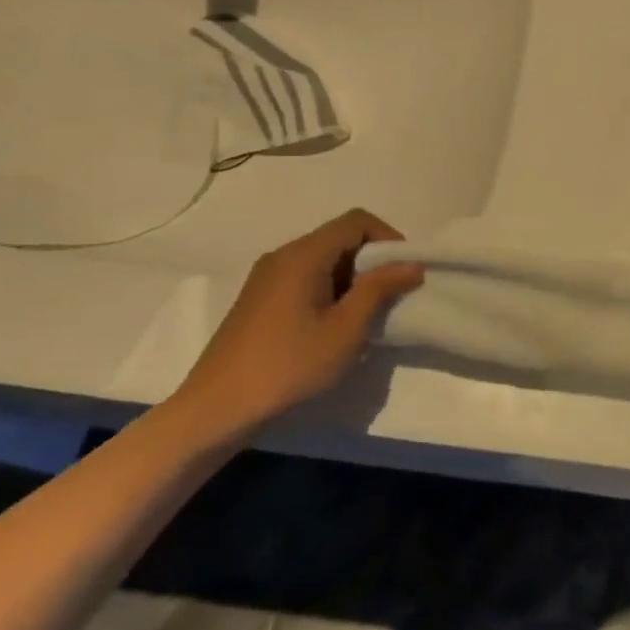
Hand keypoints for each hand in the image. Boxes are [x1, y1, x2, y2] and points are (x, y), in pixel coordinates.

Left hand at [168, 209, 423, 442]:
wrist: (218, 408)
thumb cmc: (289, 366)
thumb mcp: (346, 329)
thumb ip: (379, 289)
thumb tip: (411, 264)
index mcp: (303, 255)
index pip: (356, 221)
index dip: (388, 237)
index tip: (406, 271)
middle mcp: (283, 255)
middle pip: (339, 237)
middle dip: (373, 260)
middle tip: (392, 295)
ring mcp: (267, 277)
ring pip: (323, 259)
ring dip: (353, 278)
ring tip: (367, 314)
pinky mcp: (260, 299)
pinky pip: (306, 277)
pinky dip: (331, 289)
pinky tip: (335, 325)